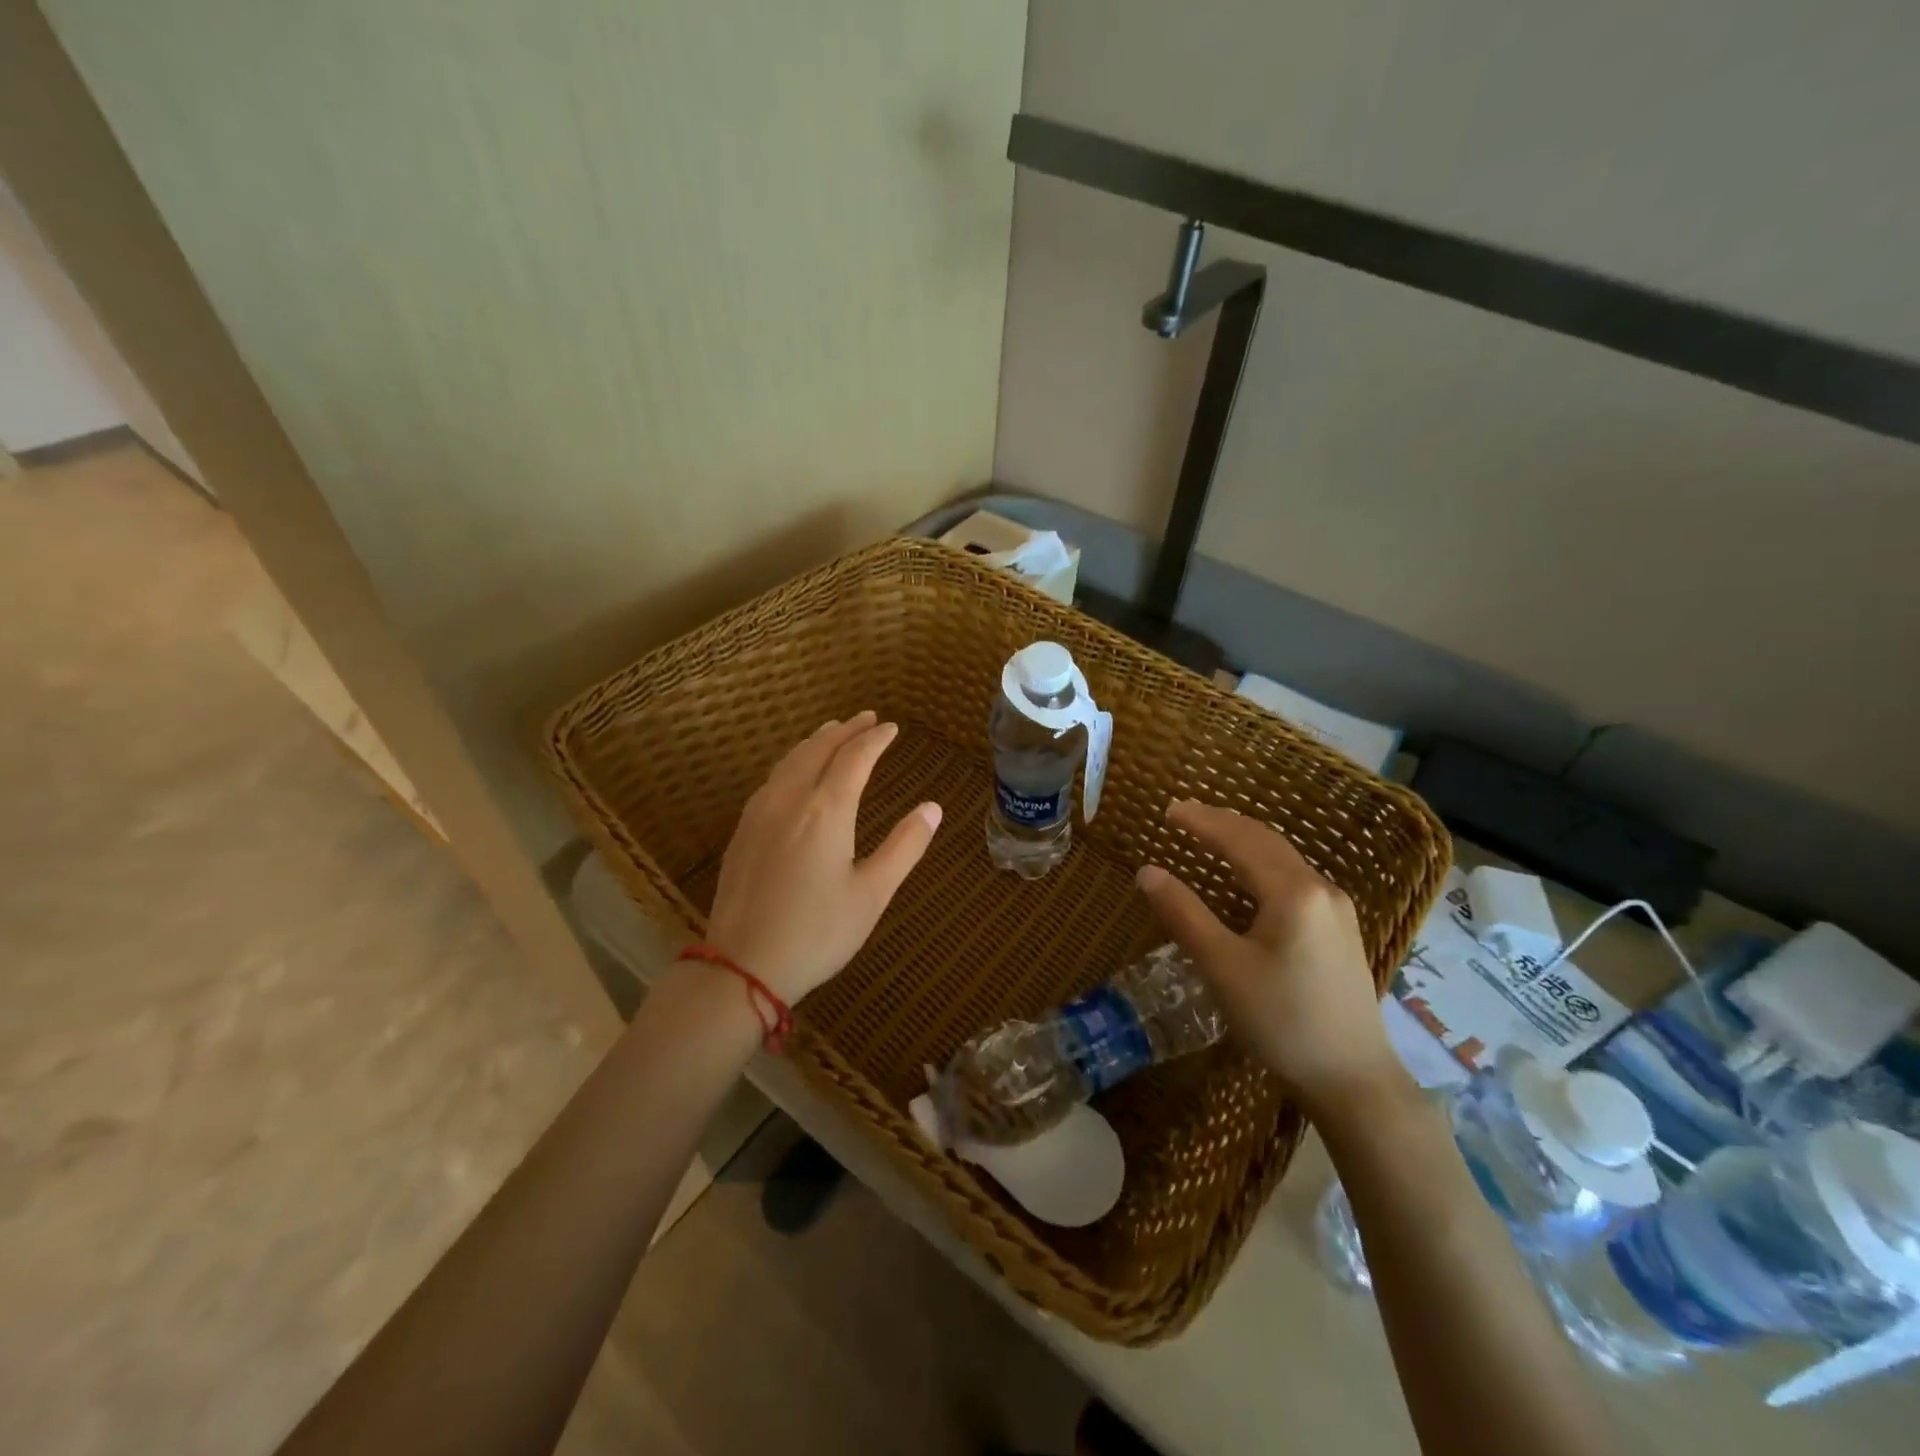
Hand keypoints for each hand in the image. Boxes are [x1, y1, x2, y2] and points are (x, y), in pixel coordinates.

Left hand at [704, 712, 941, 1004]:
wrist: (742, 965)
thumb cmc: (818, 933)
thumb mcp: (872, 894)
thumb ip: (904, 846)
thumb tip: (933, 807)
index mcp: (826, 811)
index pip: (854, 758)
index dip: (875, 739)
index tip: (891, 728)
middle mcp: (790, 799)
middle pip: (818, 749)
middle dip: (845, 730)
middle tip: (866, 718)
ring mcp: (759, 813)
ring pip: (790, 760)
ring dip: (816, 741)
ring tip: (832, 732)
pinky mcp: (742, 831)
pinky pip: (772, 778)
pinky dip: (793, 761)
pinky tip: (795, 772)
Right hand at [1135, 799, 1408, 1117]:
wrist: (1354, 1080)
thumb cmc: (1281, 1021)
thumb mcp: (1222, 967)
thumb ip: (1183, 914)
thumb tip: (1147, 872)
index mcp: (1293, 892)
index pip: (1239, 840)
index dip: (1202, 822)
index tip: (1168, 810)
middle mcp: (1321, 889)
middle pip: (1266, 841)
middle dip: (1223, 823)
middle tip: (1185, 814)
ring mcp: (1336, 910)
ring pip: (1283, 859)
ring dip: (1244, 841)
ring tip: (1210, 834)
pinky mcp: (1340, 932)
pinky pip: (1294, 879)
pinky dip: (1261, 864)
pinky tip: (1248, 877)